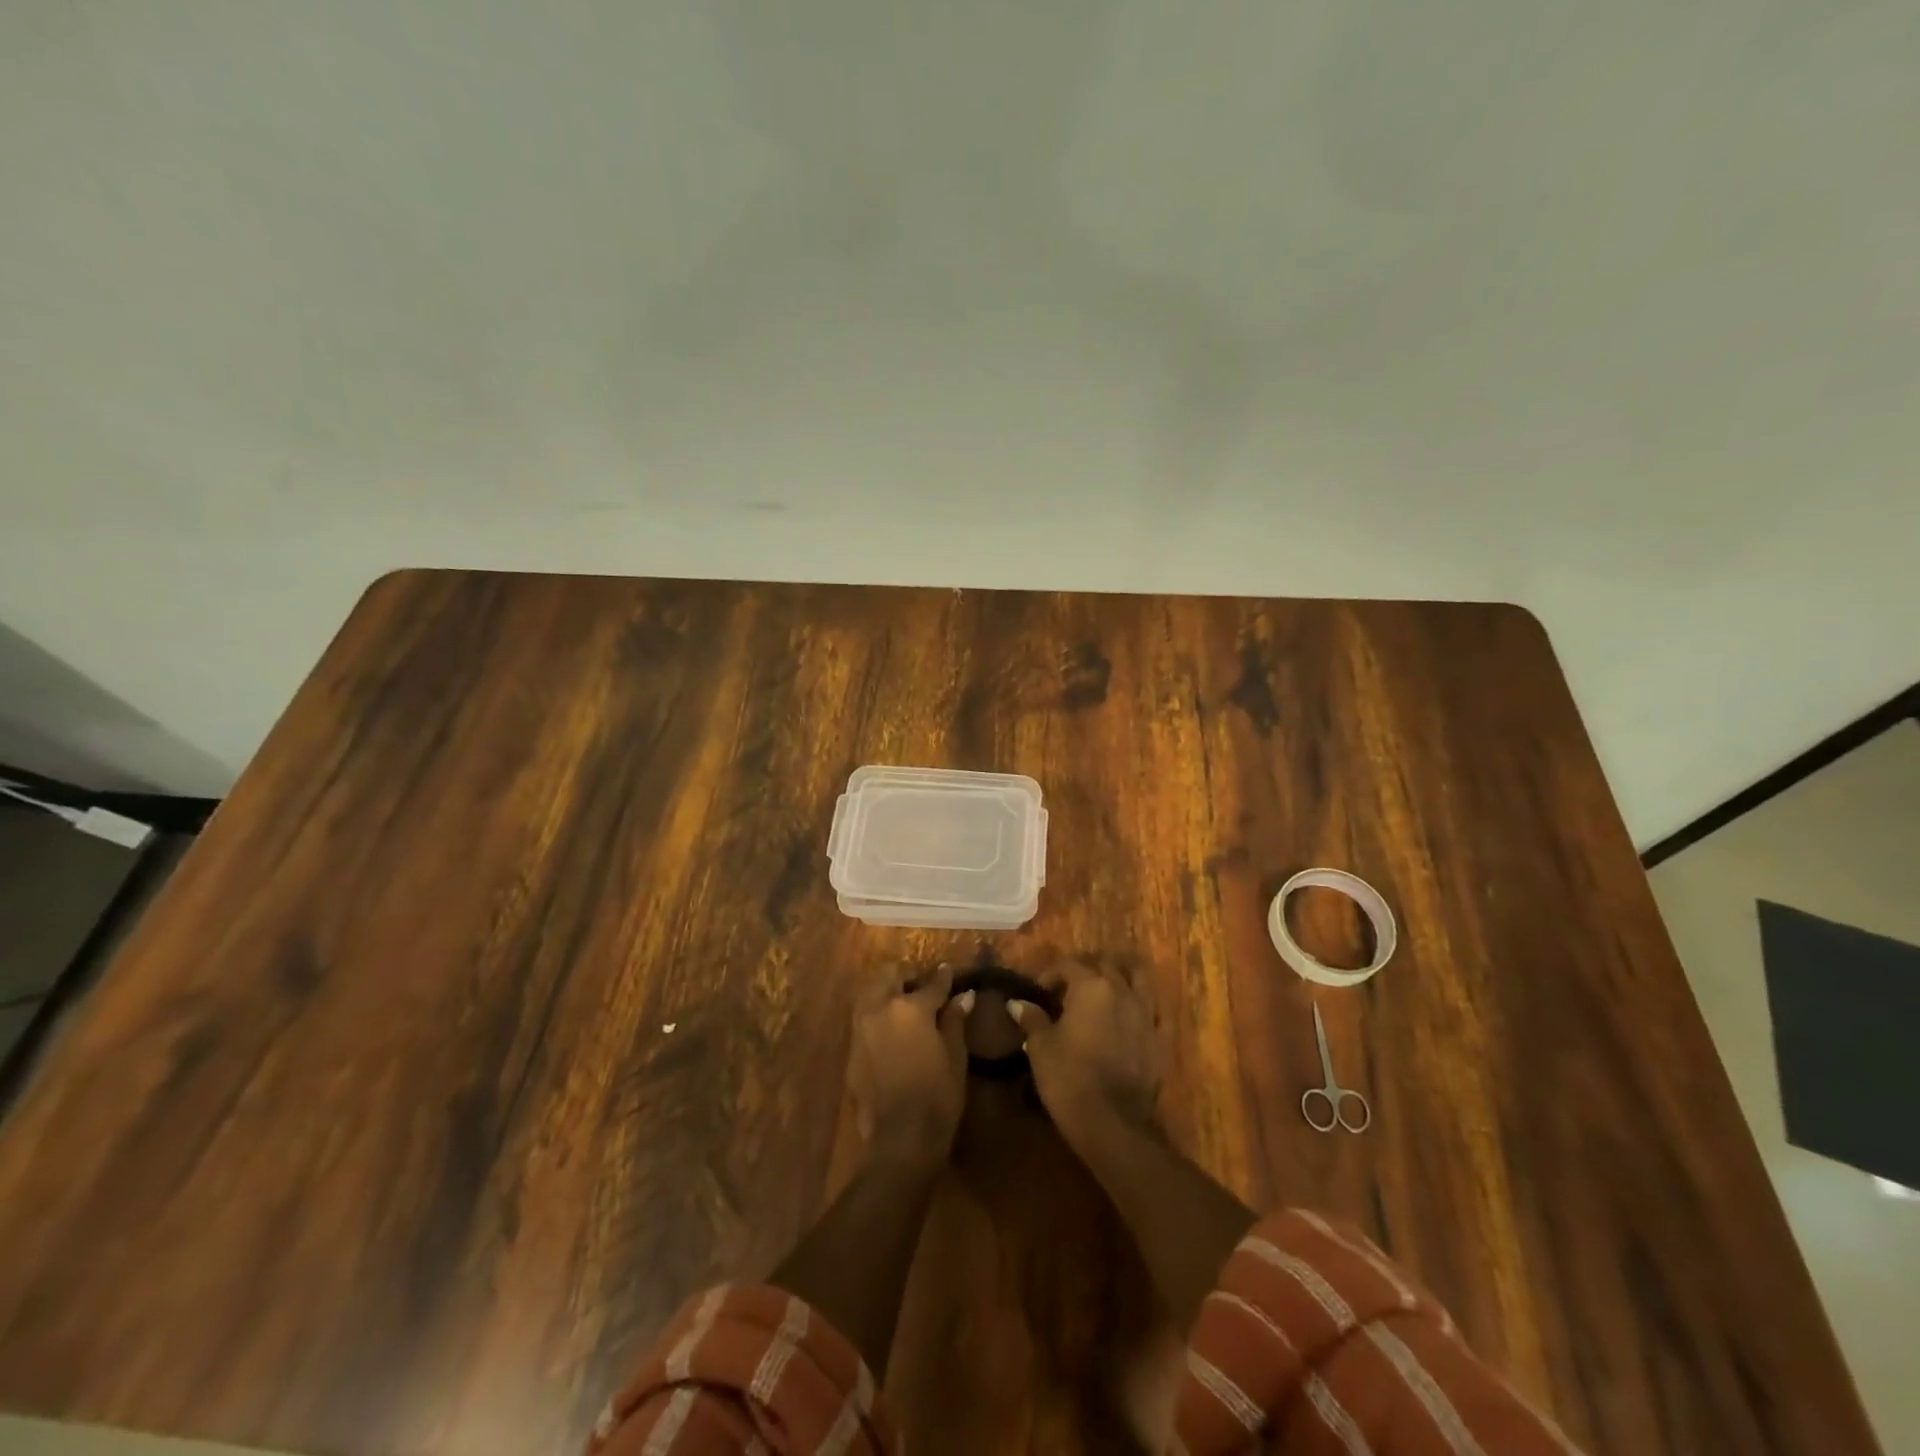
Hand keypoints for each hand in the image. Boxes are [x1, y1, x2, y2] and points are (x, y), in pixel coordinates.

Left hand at [849, 963, 972, 1164]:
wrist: (901, 1139)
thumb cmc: (938, 1095)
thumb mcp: (955, 1055)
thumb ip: (955, 1020)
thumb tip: (964, 995)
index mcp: (910, 1008)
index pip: (931, 983)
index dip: (943, 977)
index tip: (948, 970)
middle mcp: (880, 1009)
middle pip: (889, 975)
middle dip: (905, 975)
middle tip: (920, 984)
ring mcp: (861, 1028)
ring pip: (870, 992)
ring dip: (885, 990)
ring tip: (902, 1003)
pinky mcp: (852, 1049)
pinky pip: (863, 1018)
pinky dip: (876, 1013)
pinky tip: (890, 1028)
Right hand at [1011, 958, 1163, 1149]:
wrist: (1113, 1123)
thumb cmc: (1069, 1078)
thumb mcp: (1041, 1047)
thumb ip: (1032, 1019)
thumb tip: (1017, 1003)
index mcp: (1091, 986)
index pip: (1068, 965)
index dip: (1050, 974)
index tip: (1038, 991)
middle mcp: (1122, 991)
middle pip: (1105, 966)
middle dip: (1085, 971)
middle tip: (1068, 990)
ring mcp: (1146, 1014)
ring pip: (1137, 979)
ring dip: (1120, 978)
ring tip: (1104, 991)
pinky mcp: (1160, 1039)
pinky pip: (1153, 1010)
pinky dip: (1140, 1006)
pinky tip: (1129, 1017)